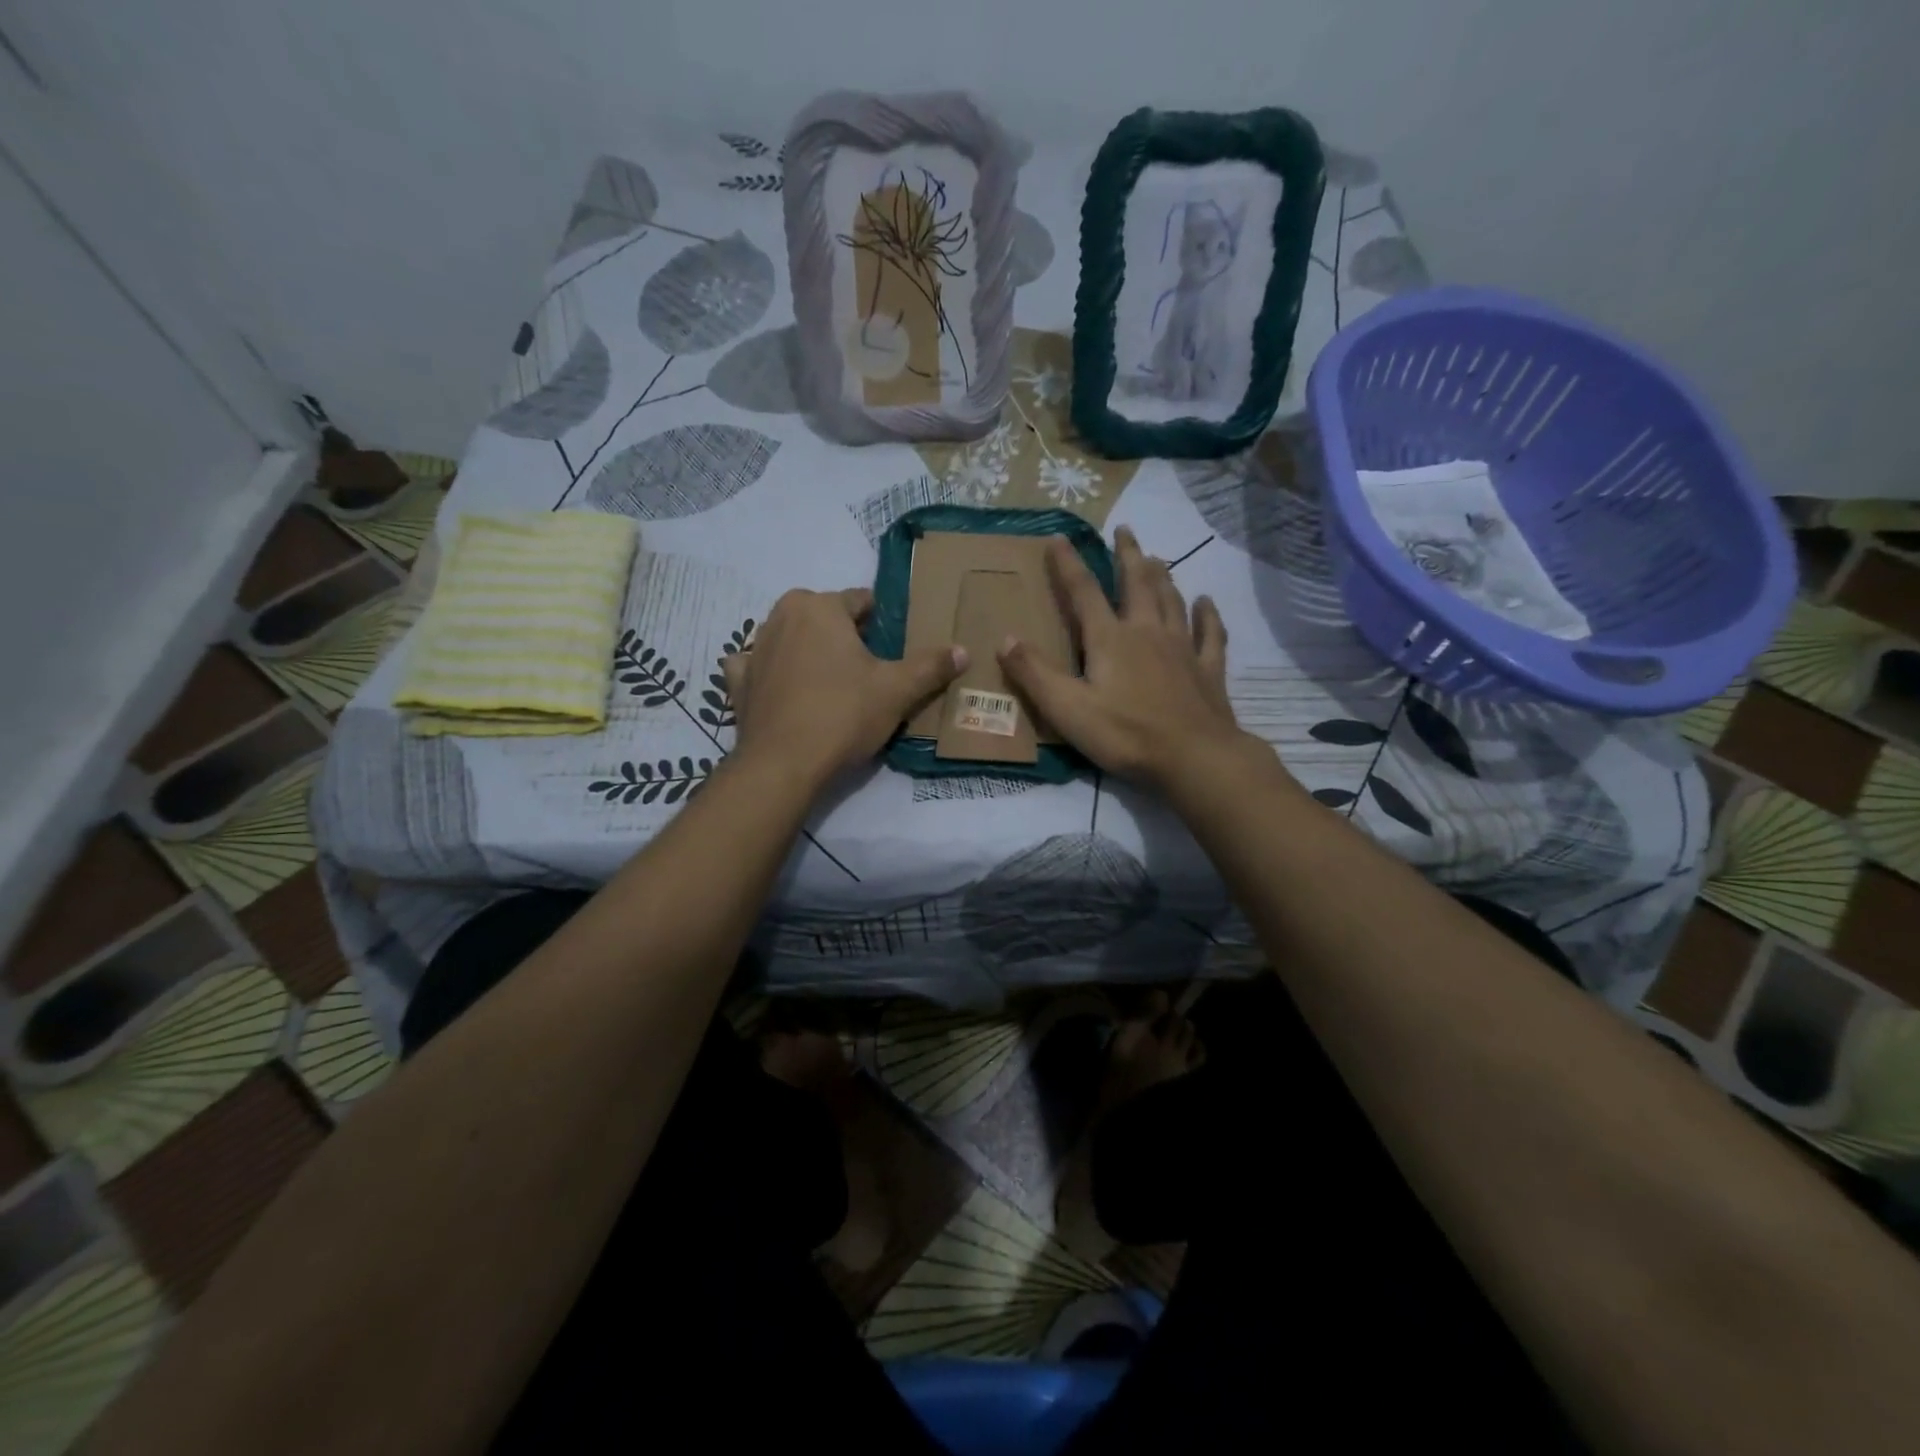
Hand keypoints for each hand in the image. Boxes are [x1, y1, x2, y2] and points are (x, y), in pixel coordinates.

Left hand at [722, 587, 965, 783]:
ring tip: (832, 684)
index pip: (862, 601)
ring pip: (792, 638)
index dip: (883, 624)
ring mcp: (754, 648)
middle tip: (867, 671)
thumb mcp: (897, 691)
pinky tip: (785, 690)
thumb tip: (963, 650)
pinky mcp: (738, 681)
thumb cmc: (843, 715)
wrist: (783, 765)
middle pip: (825, 617)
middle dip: (845, 636)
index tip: (895, 649)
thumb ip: (931, 666)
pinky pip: (758, 666)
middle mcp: (781, 615)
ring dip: (809, 651)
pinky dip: (771, 673)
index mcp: (819, 606)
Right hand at [997, 527, 1253, 788]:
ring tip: (1157, 557)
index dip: (1069, 564)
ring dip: (1163, 576)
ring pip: (1172, 600)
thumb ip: (1034, 673)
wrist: (1194, 757)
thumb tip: (1005, 638)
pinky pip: (1210, 633)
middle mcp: (1147, 632)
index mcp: (1110, 639)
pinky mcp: (1208, 670)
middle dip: (1128, 555)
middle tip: (1125, 530)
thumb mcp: (1067, 709)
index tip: (1059, 537)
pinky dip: (1207, 614)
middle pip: (1137, 583)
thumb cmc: (1125, 734)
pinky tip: (1206, 601)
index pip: (1084, 592)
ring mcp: (1182, 648)